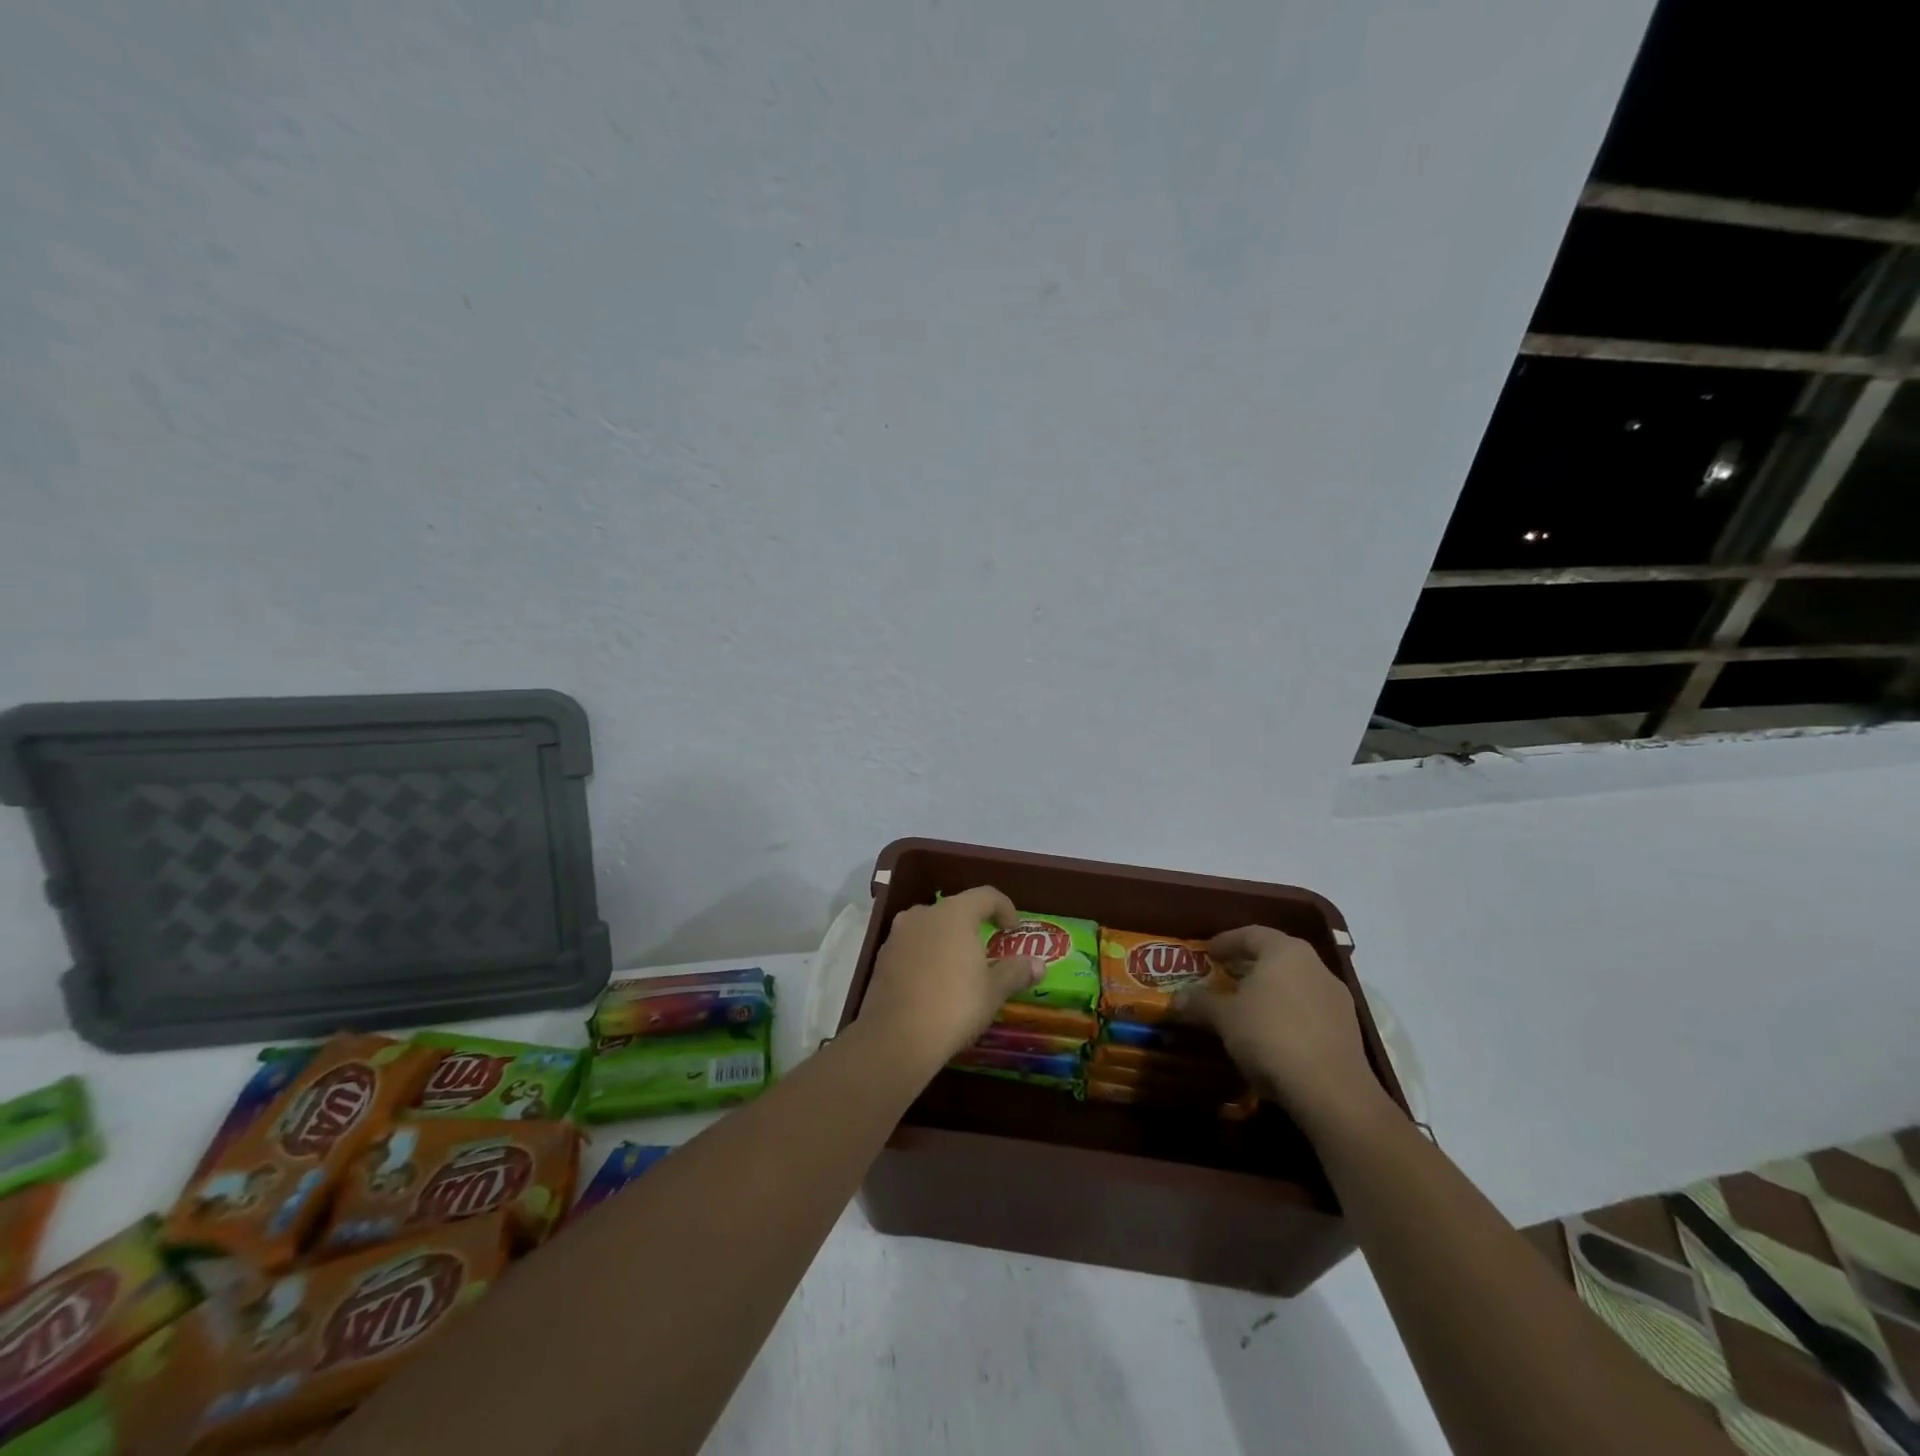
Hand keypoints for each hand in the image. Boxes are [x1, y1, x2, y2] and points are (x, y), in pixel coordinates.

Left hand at [856, 886, 1043, 1071]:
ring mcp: (898, 935)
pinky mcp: (882, 957)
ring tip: (959, 969)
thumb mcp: (993, 992)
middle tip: (987, 951)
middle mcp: (924, 914)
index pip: (986, 895)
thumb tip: (1039, 964)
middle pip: (955, 910)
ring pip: (930, 928)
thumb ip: (1015, 972)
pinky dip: (926, 957)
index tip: (1013, 929)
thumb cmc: (954, 1007)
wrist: (895, 1038)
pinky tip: (933, 984)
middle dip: (973, 926)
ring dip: (947, 941)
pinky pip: (911, 947)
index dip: (1004, 908)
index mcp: (955, 913)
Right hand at [1176, 926, 1389, 1132]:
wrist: (1332, 1092)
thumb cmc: (1270, 1036)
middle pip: (1276, 958)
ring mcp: (1336, 999)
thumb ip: (1200, 1003)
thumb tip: (1176, 1000)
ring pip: (1294, 985)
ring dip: (1269, 993)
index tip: (1208, 952)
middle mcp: (1315, 966)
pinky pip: (1309, 1012)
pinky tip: (1271, 1036)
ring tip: (1245, 1009)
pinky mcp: (1348, 1031)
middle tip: (1223, 977)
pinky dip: (1287, 1016)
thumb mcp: (1224, 1018)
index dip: (1226, 941)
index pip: (1251, 934)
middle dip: (1248, 966)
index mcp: (1285, 951)